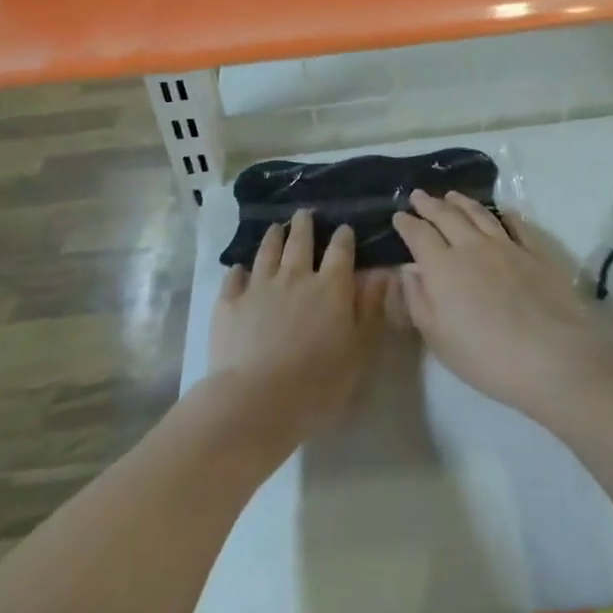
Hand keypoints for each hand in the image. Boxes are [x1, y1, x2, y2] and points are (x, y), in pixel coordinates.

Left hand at [208, 210, 389, 447]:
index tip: (344, 229)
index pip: (340, 251)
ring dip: (273, 238)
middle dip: (304, 226)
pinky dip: (238, 271)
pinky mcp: (230, 302)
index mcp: (331, 286)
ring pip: (267, 252)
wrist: (257, 398)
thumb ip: (371, 309)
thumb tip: (383, 275)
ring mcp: (259, 286)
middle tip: (304, 214)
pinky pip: (234, 278)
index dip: (343, 237)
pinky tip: (239, 269)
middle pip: (300, 242)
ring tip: (275, 228)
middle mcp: (295, 276)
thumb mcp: (359, 349)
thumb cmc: (319, 380)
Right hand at [393, 190, 612, 418]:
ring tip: (451, 195)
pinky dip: (504, 214)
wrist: (552, 355)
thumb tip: (409, 270)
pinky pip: (516, 224)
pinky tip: (501, 211)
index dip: (407, 224)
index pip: (419, 235)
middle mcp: (472, 247)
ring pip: (479, 214)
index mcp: (442, 267)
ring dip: (462, 202)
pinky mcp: (535, 253)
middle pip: (446, 216)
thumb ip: (419, 301)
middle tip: (418, 195)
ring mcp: (506, 246)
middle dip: (429, 204)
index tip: (399, 215)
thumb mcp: (439, 339)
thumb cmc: (486, 357)